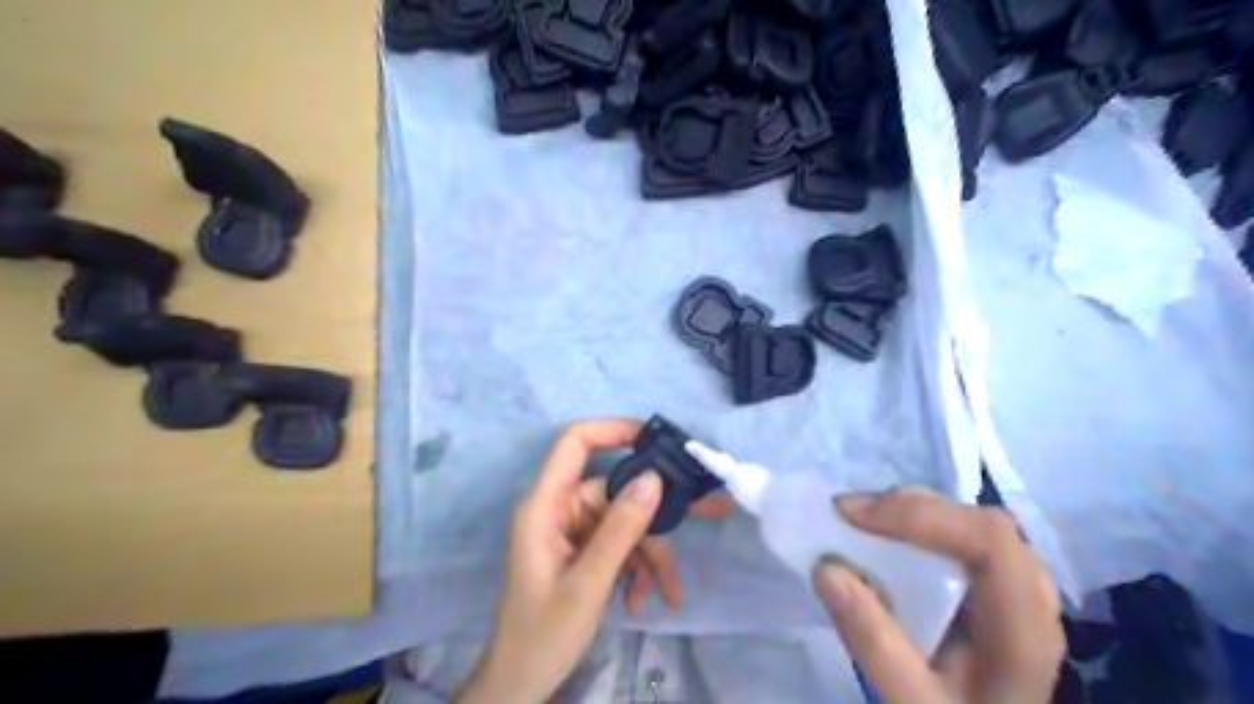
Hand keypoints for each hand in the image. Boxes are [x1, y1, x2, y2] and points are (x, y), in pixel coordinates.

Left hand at [459, 419, 737, 700]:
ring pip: (624, 521)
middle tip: (708, 510)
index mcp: (544, 504)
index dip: (614, 429)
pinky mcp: (582, 549)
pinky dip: (636, 568)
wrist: (519, 684)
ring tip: (667, 591)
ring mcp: (572, 530)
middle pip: (615, 489)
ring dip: (649, 554)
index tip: (657, 439)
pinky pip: (619, 543)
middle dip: (655, 511)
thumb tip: (654, 478)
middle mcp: (559, 508)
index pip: (575, 442)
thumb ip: (621, 529)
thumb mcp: (588, 583)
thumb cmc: (542, 634)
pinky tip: (645, 600)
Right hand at [813, 491, 1065, 703]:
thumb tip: (825, 568)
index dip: (919, 515)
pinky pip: (960, 535)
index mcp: (1025, 628)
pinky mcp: (995, 587)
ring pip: (970, 522)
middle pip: (979, 522)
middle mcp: (1032, 598)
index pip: (988, 540)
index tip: (851, 516)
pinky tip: (884, 538)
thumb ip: (873, 643)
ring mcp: (1017, 589)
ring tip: (859, 521)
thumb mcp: (913, 703)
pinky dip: (916, 525)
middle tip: (847, 514)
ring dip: (911, 512)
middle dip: (909, 508)